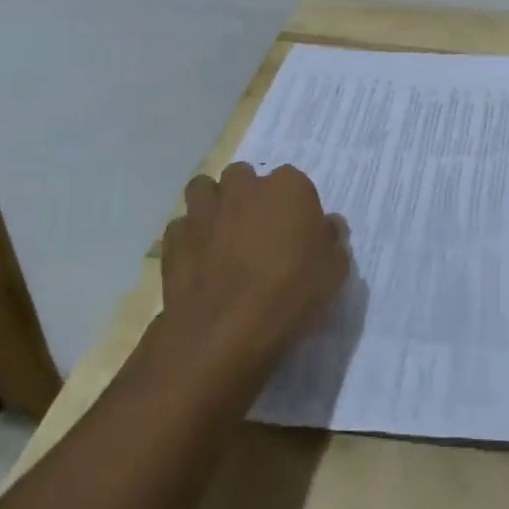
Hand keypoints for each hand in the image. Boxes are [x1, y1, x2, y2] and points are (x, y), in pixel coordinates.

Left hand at [160, 162, 350, 365]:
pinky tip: (199, 262)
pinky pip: (182, 227)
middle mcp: (243, 187)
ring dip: (213, 206)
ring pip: (204, 190)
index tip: (296, 232)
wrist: (227, 331)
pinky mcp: (174, 238)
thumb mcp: (334, 271)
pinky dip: (190, 238)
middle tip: (257, 232)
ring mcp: (203, 210)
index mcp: (287, 187)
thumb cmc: (291, 293)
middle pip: (244, 178)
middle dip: (248, 196)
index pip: (293, 182)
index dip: (293, 206)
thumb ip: (331, 240)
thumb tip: (327, 225)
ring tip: (222, 237)